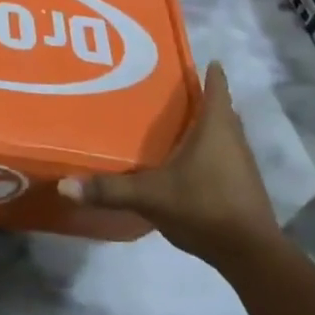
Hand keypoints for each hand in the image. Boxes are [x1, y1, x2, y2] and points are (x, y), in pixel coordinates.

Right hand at [59, 62, 280, 263]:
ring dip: (207, 126)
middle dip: (201, 98)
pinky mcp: (245, 187)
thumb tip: (64, 185)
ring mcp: (243, 164)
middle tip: (171, 91)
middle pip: (221, 108)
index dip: (209, 71)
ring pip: (225, 133)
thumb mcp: (150, 196)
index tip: (194, 59)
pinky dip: (211, 151)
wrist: (251, 255)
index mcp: (215, 126)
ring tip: (176, 123)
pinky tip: (190, 162)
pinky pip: (226, 156)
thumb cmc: (203, 207)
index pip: (216, 85)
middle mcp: (234, 138)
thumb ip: (109, 190)